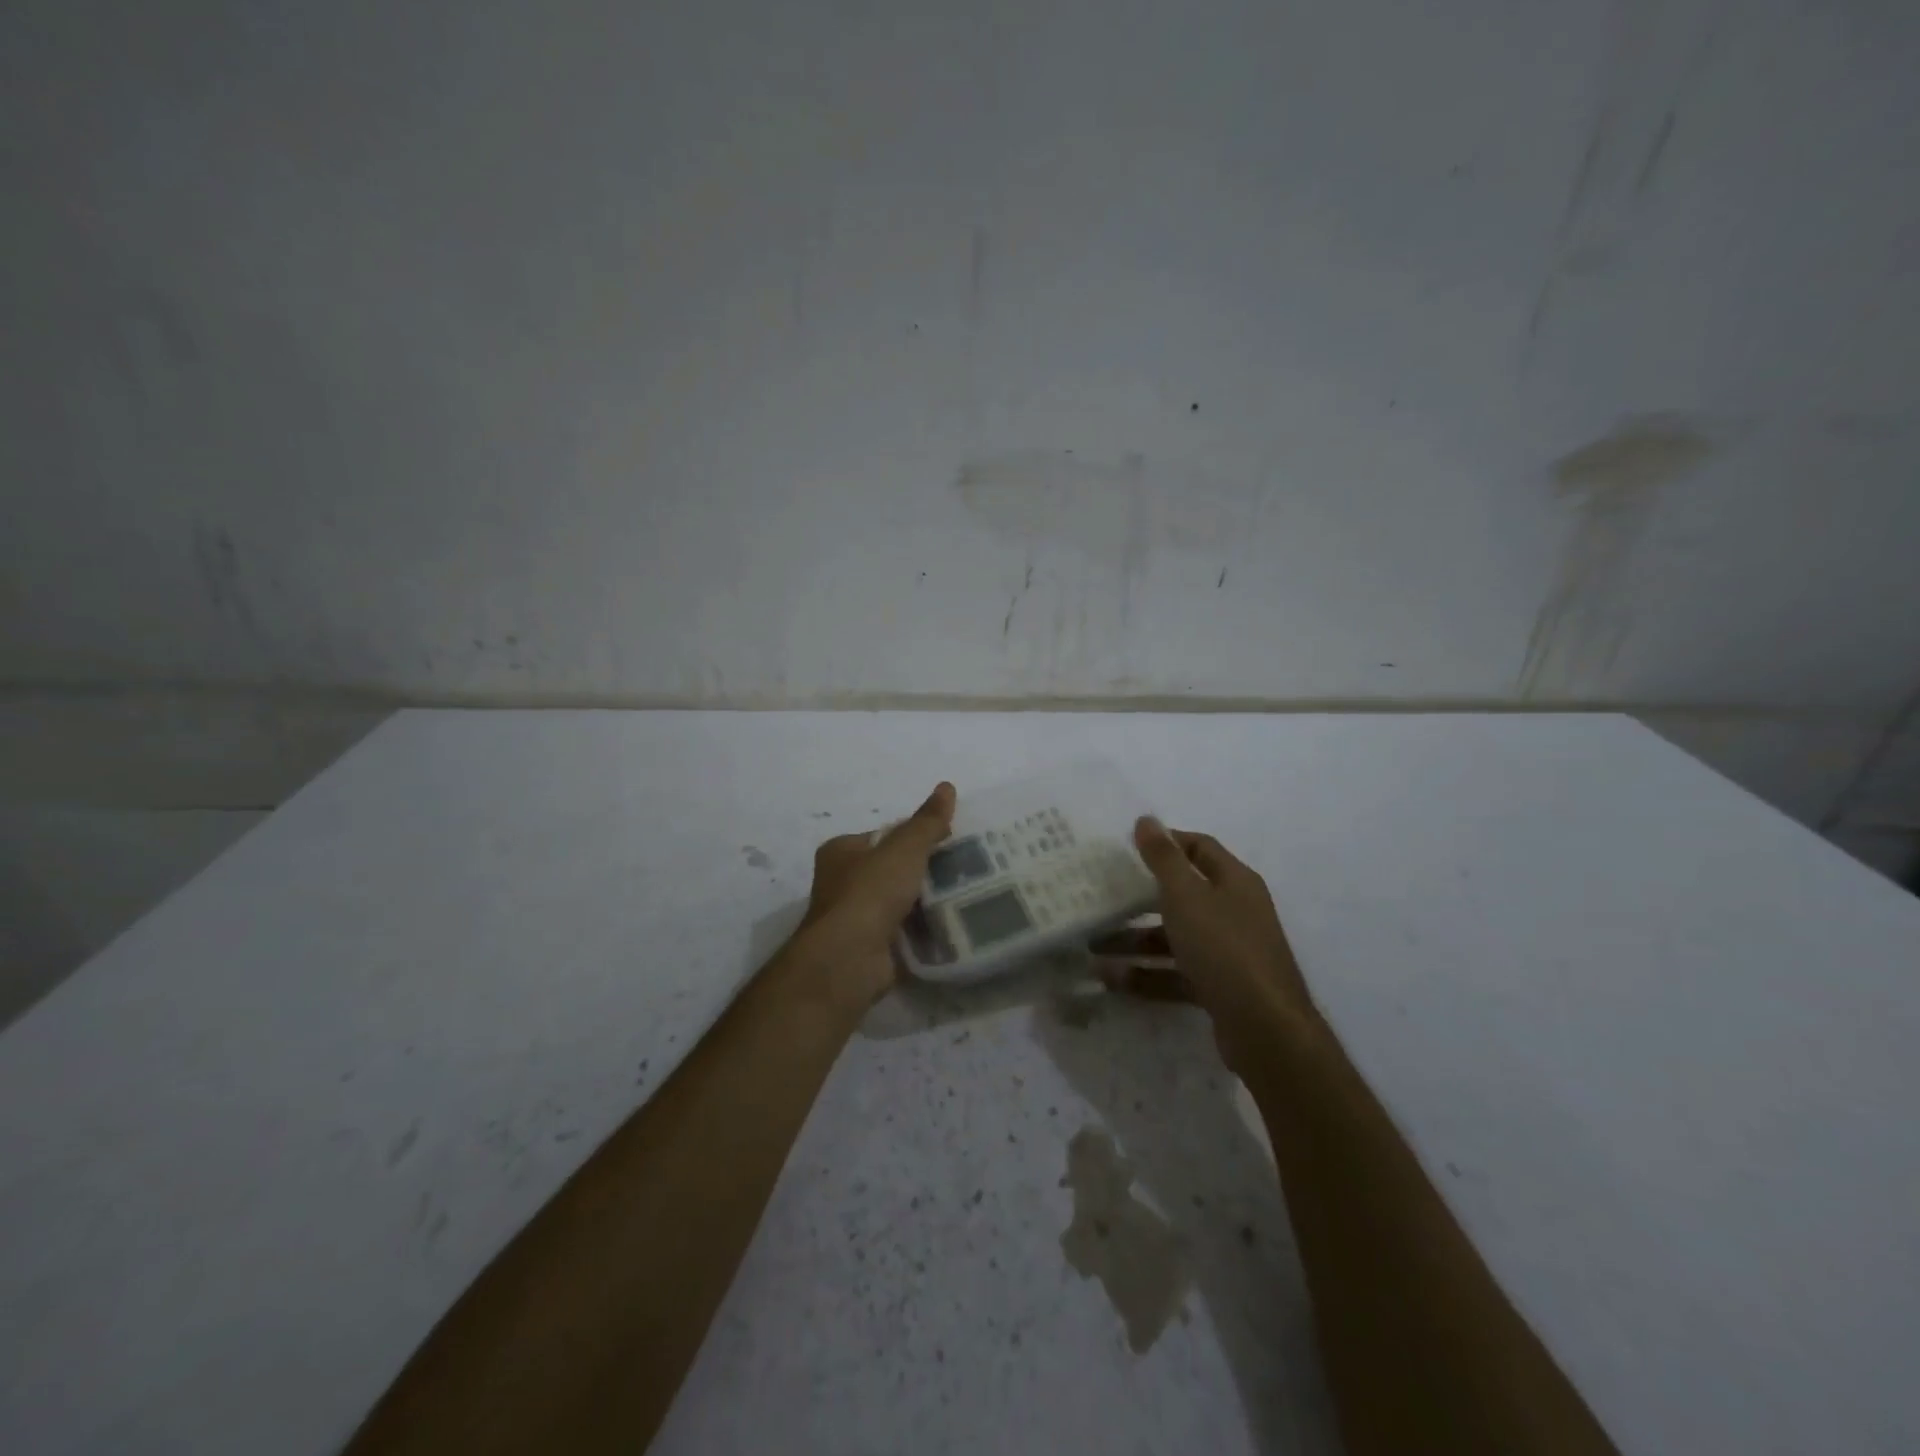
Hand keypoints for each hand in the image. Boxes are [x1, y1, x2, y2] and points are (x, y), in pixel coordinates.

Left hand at [795, 782, 956, 1007]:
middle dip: (925, 871)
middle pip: (893, 869)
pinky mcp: (870, 948)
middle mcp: (842, 882)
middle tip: (965, 869)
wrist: (848, 959)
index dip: (916, 836)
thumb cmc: (870, 893)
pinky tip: (952, 926)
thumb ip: (927, 821)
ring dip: (928, 902)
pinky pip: (905, 932)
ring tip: (967, 895)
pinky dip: (925, 930)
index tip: (950, 841)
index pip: (885, 836)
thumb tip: (947, 786)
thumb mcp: (904, 849)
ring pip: (901, 902)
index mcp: (842, 851)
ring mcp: (855, 918)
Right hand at [1095, 817, 1317, 1068]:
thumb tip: (1146, 819)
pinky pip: (1176, 973)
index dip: (1166, 842)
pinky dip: (1147, 975)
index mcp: (1234, 881)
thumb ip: (1163, 858)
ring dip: (1135, 941)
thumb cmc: (1223, 948)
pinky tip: (1111, 979)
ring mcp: (1229, 953)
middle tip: (1101, 896)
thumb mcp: (1186, 896)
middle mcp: (1235, 912)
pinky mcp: (1220, 988)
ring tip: (1093, 947)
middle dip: (1139, 898)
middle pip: (1183, 895)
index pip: (1199, 847)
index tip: (1125, 848)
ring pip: (1175, 938)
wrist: (1266, 1030)